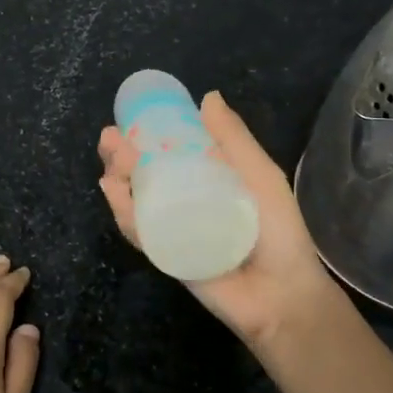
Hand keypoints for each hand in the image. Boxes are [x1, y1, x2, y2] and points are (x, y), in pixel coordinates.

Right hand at [98, 91, 346, 351]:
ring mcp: (172, 228)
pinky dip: (123, 213)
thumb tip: (208, 97)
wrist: (283, 295)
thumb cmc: (279, 232)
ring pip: (136, 200)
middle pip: (145, 173)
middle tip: (110, 138)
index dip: (147, 134)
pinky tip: (113, 192)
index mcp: (208, 177)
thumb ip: (235, 141)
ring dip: (118, 178)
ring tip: (113, 161)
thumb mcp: (262, 177)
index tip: (130, 117)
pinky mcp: (164, 255)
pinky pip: (139, 232)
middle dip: (122, 154)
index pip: (170, 150)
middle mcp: (186, 199)